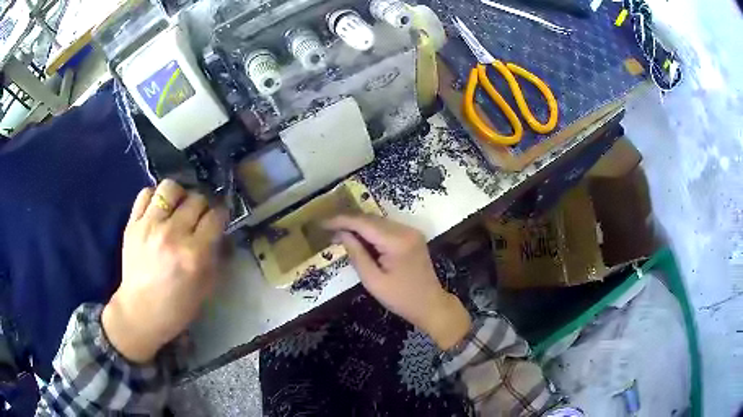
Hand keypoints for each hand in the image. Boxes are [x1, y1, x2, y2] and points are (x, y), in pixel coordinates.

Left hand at [102, 180, 226, 362]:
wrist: (141, 312)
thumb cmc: (177, 306)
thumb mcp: (206, 287)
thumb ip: (217, 257)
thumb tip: (223, 233)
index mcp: (194, 254)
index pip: (215, 217)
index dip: (221, 215)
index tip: (218, 220)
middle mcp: (172, 234)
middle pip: (196, 199)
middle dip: (203, 206)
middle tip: (199, 217)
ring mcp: (149, 226)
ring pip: (170, 188)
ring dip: (179, 195)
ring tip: (178, 207)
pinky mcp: (132, 224)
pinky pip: (145, 194)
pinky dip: (155, 197)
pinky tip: (158, 209)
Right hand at [325, 215, 470, 349]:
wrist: (431, 304)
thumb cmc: (401, 298)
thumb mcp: (373, 280)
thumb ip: (356, 254)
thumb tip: (341, 234)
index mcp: (397, 241)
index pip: (364, 223)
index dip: (341, 220)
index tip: (322, 223)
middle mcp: (406, 230)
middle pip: (371, 218)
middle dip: (348, 222)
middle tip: (327, 229)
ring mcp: (411, 231)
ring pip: (379, 221)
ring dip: (359, 225)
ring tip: (339, 233)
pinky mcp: (412, 236)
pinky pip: (387, 228)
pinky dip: (371, 231)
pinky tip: (358, 238)